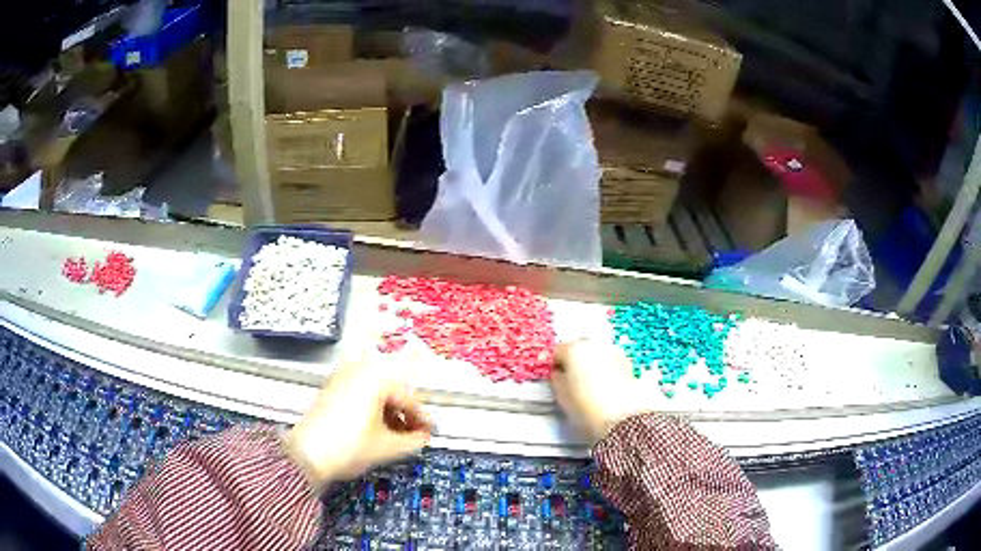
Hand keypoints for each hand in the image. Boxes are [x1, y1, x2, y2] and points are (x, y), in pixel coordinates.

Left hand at [283, 354, 432, 488]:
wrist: (307, 456)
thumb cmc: (345, 447)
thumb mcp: (389, 447)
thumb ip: (414, 441)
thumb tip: (422, 438)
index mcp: (376, 378)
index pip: (409, 398)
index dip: (422, 419)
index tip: (428, 433)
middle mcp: (358, 371)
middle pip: (393, 390)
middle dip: (405, 414)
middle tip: (414, 433)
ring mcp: (341, 378)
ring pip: (376, 391)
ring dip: (389, 411)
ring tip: (395, 434)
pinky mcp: (330, 389)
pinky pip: (360, 393)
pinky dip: (372, 409)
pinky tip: (375, 428)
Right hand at [551, 340, 646, 442]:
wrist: (621, 417)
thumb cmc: (585, 406)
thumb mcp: (561, 396)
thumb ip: (557, 380)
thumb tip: (559, 374)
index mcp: (574, 350)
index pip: (558, 351)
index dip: (555, 365)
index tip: (556, 379)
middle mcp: (594, 345)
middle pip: (579, 348)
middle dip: (574, 361)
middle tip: (572, 381)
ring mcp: (613, 352)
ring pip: (596, 353)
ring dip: (591, 364)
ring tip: (590, 385)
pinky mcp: (627, 362)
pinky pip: (609, 361)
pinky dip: (605, 369)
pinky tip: (604, 387)